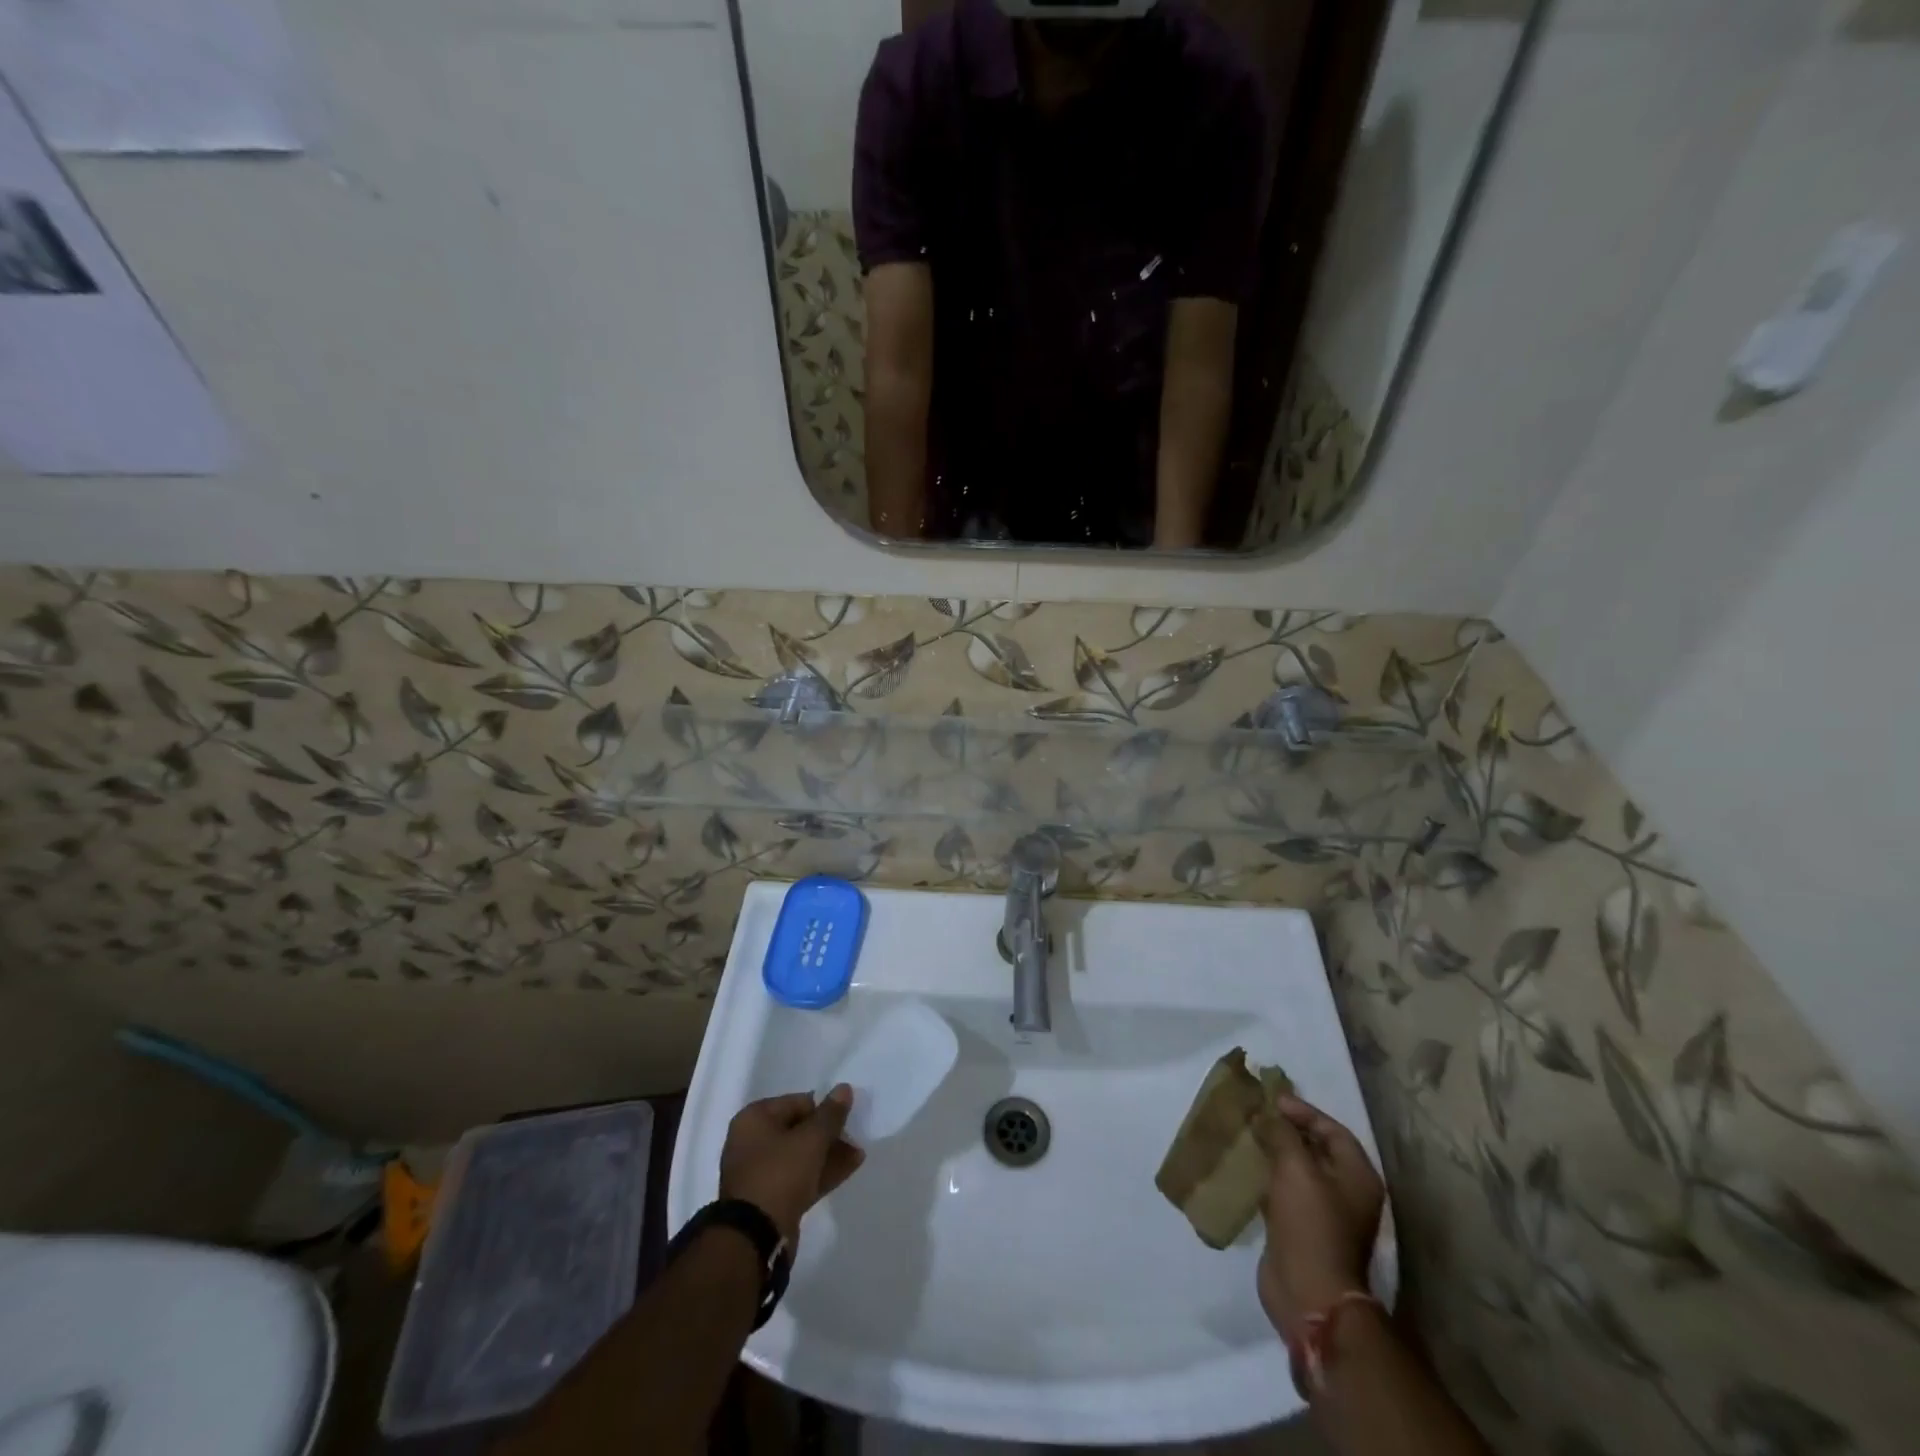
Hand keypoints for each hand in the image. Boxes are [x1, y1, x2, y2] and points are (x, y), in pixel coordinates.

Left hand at [719, 1085, 865, 1243]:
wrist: (755, 1238)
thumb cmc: (779, 1174)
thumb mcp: (811, 1139)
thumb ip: (830, 1114)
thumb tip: (844, 1088)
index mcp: (754, 1119)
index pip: (796, 1102)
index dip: (824, 1108)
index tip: (847, 1115)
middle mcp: (753, 1142)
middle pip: (799, 1129)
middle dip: (829, 1133)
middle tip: (855, 1134)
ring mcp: (761, 1173)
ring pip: (801, 1155)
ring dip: (829, 1153)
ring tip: (859, 1152)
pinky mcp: (770, 1199)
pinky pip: (800, 1177)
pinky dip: (822, 1172)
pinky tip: (850, 1167)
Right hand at [1257, 1094, 1383, 1341]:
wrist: (1308, 1291)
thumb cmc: (1310, 1223)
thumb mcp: (1295, 1168)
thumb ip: (1282, 1134)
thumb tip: (1269, 1114)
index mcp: (1357, 1176)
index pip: (1333, 1130)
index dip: (1304, 1111)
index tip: (1272, 1100)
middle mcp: (1347, 1193)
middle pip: (1318, 1149)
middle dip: (1288, 1130)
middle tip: (1258, 1113)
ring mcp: (1325, 1214)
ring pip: (1299, 1171)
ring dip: (1275, 1152)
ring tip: (1248, 1134)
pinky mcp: (1302, 1230)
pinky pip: (1285, 1192)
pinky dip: (1268, 1177)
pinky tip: (1247, 1167)